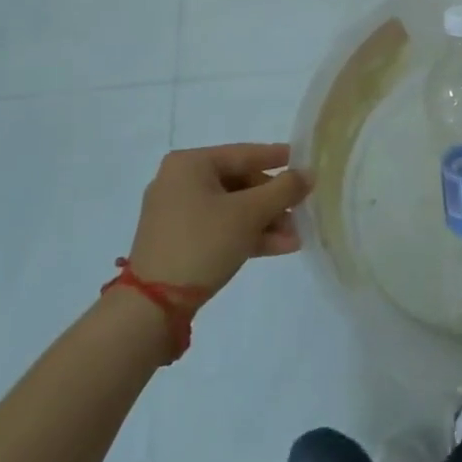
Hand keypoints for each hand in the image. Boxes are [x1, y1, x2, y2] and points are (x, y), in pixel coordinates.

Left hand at [126, 143, 309, 301]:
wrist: (152, 307)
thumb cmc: (202, 243)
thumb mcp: (249, 214)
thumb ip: (283, 190)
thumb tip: (308, 173)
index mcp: (190, 164)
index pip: (243, 154)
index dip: (277, 158)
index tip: (302, 161)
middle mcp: (179, 182)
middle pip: (239, 183)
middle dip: (273, 202)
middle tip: (301, 212)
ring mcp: (176, 214)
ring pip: (232, 209)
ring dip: (265, 222)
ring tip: (295, 237)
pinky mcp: (177, 241)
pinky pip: (219, 228)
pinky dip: (246, 235)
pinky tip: (278, 247)